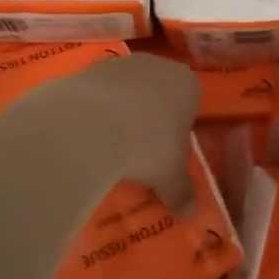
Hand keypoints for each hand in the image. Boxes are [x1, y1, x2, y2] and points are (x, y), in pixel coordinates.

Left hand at [40, 52, 199, 210]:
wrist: (90, 122)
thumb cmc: (148, 145)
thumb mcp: (170, 176)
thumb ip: (182, 192)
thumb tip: (192, 214)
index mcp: (187, 84)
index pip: (190, 102)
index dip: (180, 127)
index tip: (168, 151)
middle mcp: (157, 65)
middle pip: (157, 92)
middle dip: (149, 117)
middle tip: (139, 150)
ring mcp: (120, 64)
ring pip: (125, 90)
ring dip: (119, 112)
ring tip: (108, 145)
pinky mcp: (87, 68)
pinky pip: (96, 92)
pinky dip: (93, 110)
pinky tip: (85, 134)